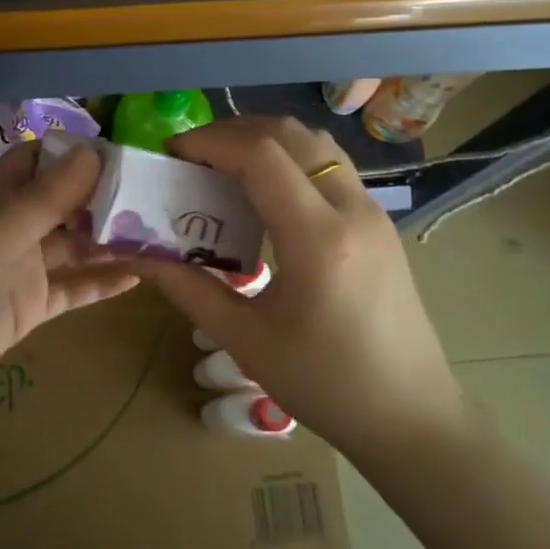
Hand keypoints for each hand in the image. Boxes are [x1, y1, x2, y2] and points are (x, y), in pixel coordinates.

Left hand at [0, 140, 139, 414]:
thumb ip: (47, 197)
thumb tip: (93, 150)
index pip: (42, 162)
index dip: (79, 155)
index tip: (128, 155)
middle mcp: (13, 227)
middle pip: (66, 204)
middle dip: (106, 199)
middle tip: (159, 198)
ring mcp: (23, 268)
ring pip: (75, 246)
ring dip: (111, 240)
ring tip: (160, 235)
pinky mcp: (30, 306)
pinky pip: (72, 288)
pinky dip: (101, 282)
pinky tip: (137, 277)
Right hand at [133, 116, 469, 460]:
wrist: (411, 416)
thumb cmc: (326, 385)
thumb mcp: (246, 340)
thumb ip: (188, 289)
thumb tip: (138, 254)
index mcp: (318, 239)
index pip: (261, 155)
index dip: (210, 142)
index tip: (171, 155)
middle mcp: (352, 209)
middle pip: (290, 134)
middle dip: (233, 132)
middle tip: (192, 158)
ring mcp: (373, 212)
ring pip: (316, 143)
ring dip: (265, 140)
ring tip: (224, 168)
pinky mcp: (379, 222)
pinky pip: (330, 166)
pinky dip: (290, 159)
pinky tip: (265, 195)